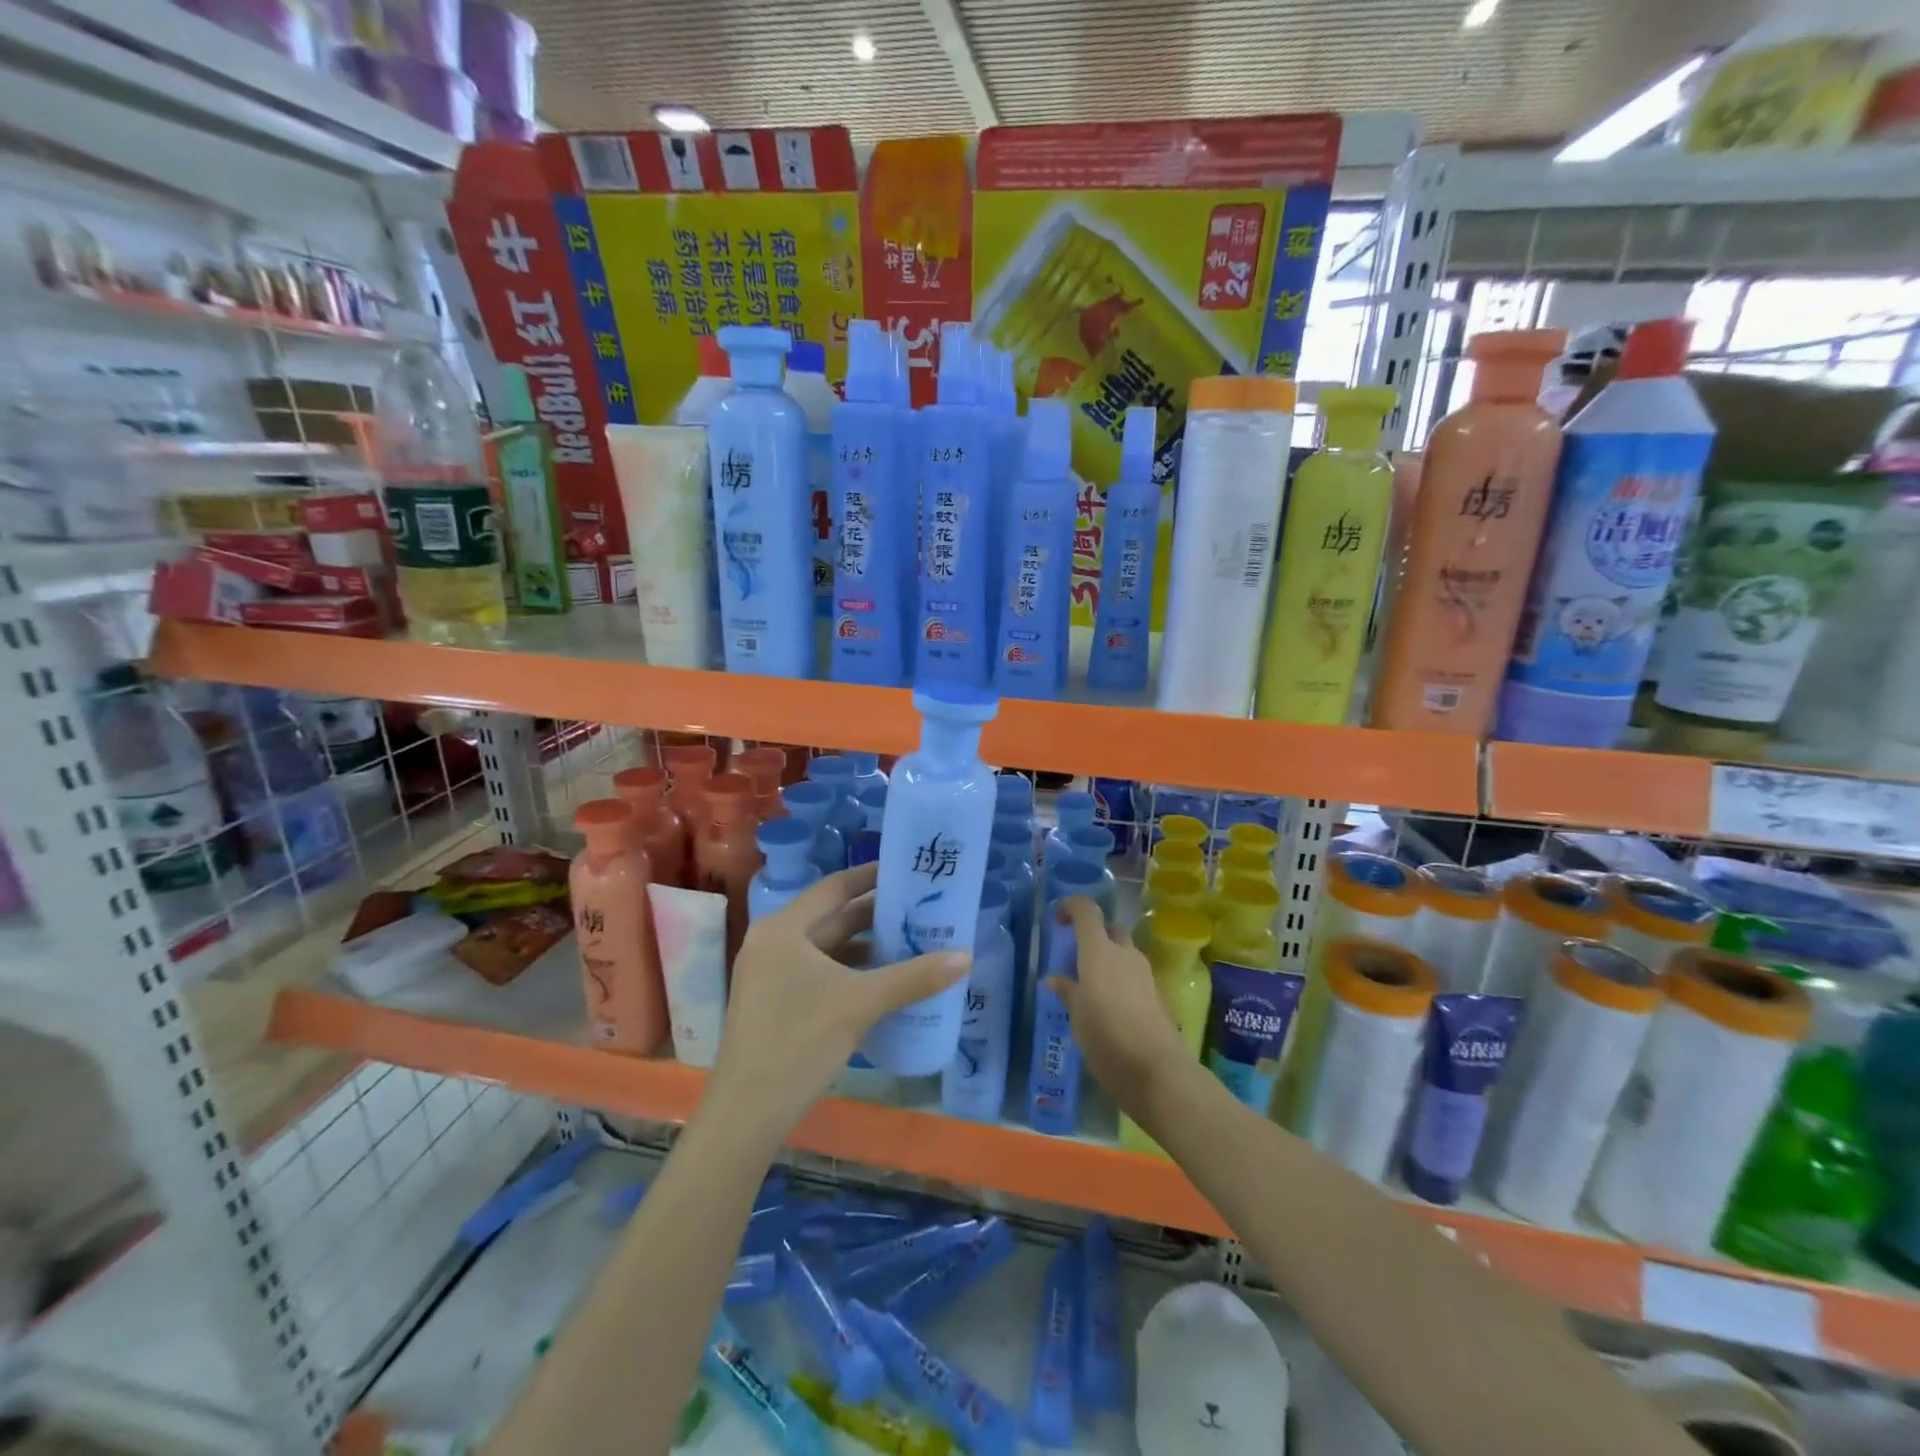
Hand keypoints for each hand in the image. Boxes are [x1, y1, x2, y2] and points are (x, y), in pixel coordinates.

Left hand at [705, 862, 968, 1133]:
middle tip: (919, 909)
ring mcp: (770, 975)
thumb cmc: (800, 1041)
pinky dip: (849, 971)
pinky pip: (818, 972)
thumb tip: (965, 956)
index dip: (870, 877)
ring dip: (865, 947)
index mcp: (784, 929)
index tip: (906, 872)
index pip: (834, 888)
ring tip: (911, 943)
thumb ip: (914, 977)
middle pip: (832, 918)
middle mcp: (773, 942)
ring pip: (826, 949)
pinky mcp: (774, 1003)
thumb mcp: (861, 1004)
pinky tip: (883, 982)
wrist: (747, 1113)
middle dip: (875, 915)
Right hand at [1045, 896, 1193, 1122]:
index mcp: (1099, 951)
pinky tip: (1110, 1009)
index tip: (1058, 920)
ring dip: (1109, 960)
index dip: (1071, 907)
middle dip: (1094, 936)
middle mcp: (1125, 954)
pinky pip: (1134, 976)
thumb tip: (1055, 979)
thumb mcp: (1077, 1017)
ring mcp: (1146, 974)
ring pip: (1124, 953)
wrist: (1157, 1072)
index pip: (1087, 910)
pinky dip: (1121, 981)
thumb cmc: (1107, 1039)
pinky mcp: (1158, 995)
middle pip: (1109, 929)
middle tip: (1075, 959)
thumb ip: (1068, 992)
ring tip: (1090, 988)